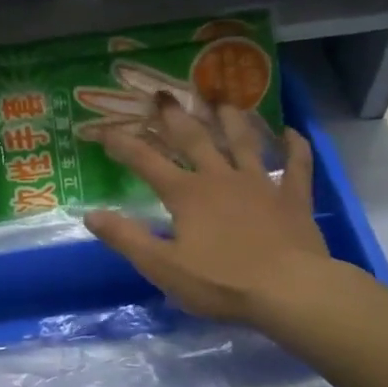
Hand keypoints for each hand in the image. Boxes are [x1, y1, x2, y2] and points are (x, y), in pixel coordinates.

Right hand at [85, 95, 337, 325]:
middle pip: (194, 139)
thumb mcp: (162, 266)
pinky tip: (293, 132)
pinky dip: (296, 147)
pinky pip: (297, 165)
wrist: (290, 291)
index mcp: (186, 194)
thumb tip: (90, 214)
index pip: (146, 162)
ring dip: (232, 120)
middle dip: (175, 118)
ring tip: (223, 101)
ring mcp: (260, 184)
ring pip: (243, 143)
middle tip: (163, 95)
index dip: (122, 145)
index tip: (103, 130)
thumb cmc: (221, 282)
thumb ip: (126, 238)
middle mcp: (220, 178)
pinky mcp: (293, 198)